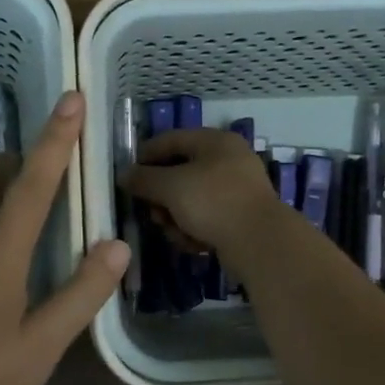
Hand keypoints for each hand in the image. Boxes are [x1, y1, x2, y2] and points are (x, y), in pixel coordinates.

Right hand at [119, 127, 287, 262]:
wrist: (261, 243)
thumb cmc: (213, 203)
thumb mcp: (171, 187)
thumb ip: (144, 179)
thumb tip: (124, 175)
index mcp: (215, 141)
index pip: (170, 140)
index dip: (145, 156)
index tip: (127, 177)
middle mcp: (228, 160)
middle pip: (180, 173)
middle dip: (161, 196)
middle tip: (152, 213)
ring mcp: (237, 189)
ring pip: (191, 199)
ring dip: (176, 217)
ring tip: (174, 232)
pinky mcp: (240, 217)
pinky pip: (207, 218)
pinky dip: (195, 229)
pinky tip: (193, 244)